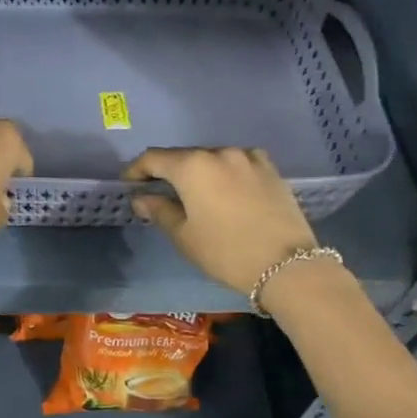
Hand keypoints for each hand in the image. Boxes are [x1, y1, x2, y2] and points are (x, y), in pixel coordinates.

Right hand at [124, 147, 319, 297]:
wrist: (286, 265)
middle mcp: (219, 152)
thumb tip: (142, 198)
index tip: (129, 184)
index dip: (137, 170)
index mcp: (192, 166)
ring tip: (196, 194)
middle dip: (169, 172)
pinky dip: (226, 172)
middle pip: (185, 156)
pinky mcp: (270, 169)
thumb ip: (160, 211)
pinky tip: (227, 189)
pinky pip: (239, 163)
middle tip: (160, 192)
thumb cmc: (226, 252)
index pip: (154, 158)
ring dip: (199, 172)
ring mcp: (248, 158)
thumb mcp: (185, 236)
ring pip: (213, 159)